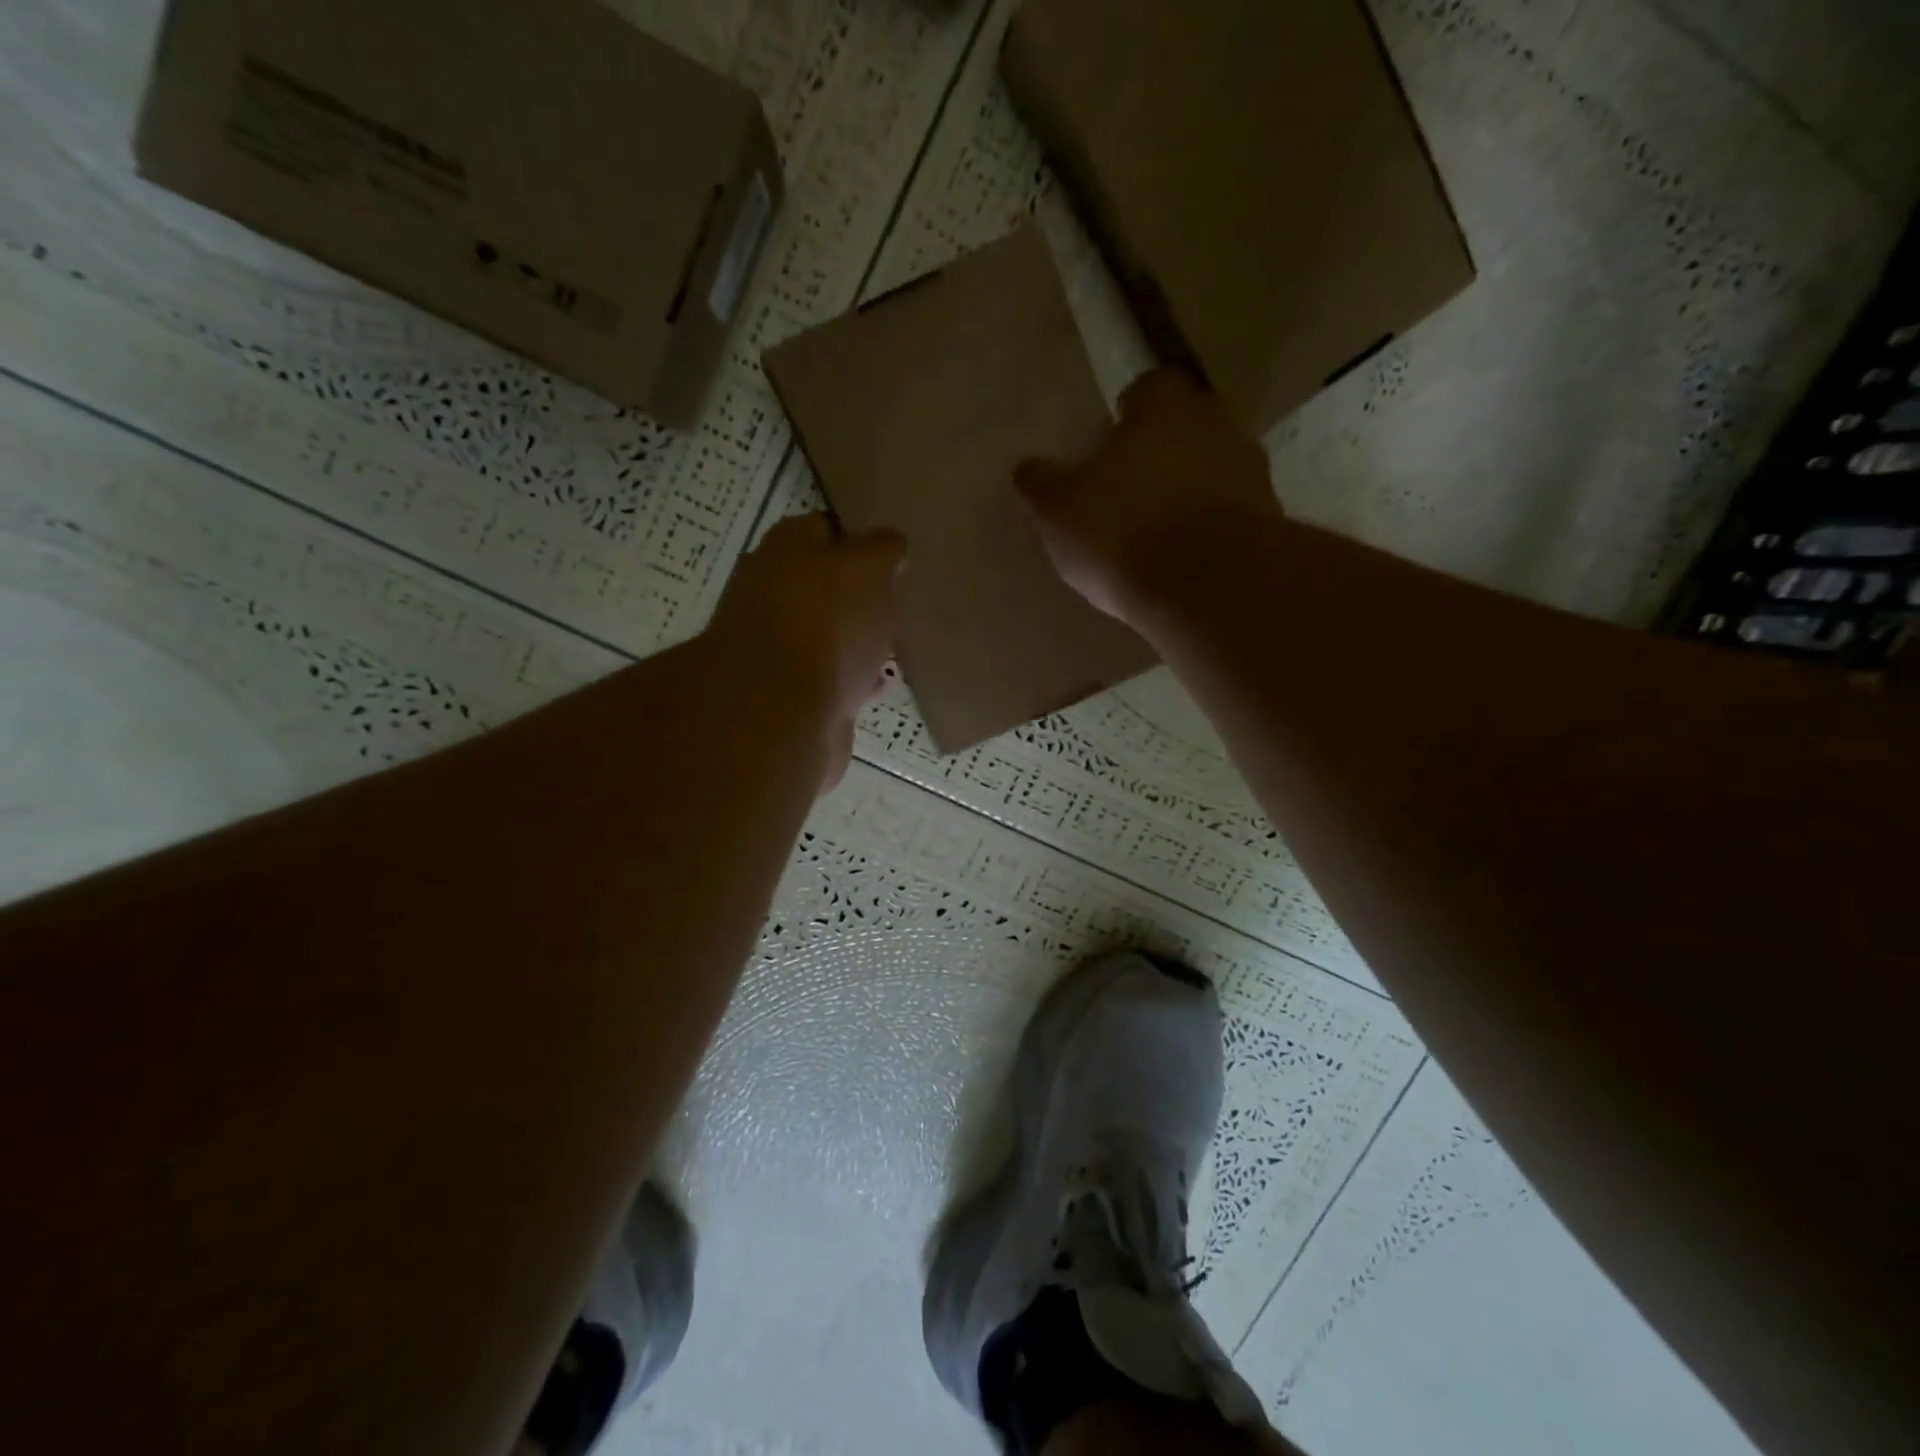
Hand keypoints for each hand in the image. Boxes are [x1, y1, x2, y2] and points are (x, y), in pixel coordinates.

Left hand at [707, 513, 904, 789]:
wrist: (782, 712)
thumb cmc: (827, 624)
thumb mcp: (869, 568)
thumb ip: (883, 550)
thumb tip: (890, 544)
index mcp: (785, 549)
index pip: (825, 530)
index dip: (859, 541)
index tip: (892, 559)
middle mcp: (771, 592)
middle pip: (822, 586)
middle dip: (856, 596)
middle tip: (896, 604)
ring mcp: (775, 647)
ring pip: (825, 634)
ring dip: (854, 639)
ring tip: (892, 646)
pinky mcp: (787, 694)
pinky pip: (828, 678)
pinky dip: (851, 679)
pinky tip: (877, 685)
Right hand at [1015, 369, 1282, 624]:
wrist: (1208, 586)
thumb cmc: (1123, 531)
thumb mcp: (1058, 511)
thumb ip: (1040, 484)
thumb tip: (1026, 469)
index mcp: (1164, 406)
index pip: (1146, 390)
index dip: (1125, 416)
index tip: (1107, 447)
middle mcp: (1216, 424)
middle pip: (1186, 428)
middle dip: (1162, 452)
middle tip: (1130, 490)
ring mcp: (1250, 472)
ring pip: (1213, 470)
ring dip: (1190, 492)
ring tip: (1158, 534)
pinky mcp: (1269, 520)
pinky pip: (1230, 515)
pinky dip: (1211, 530)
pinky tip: (1186, 563)